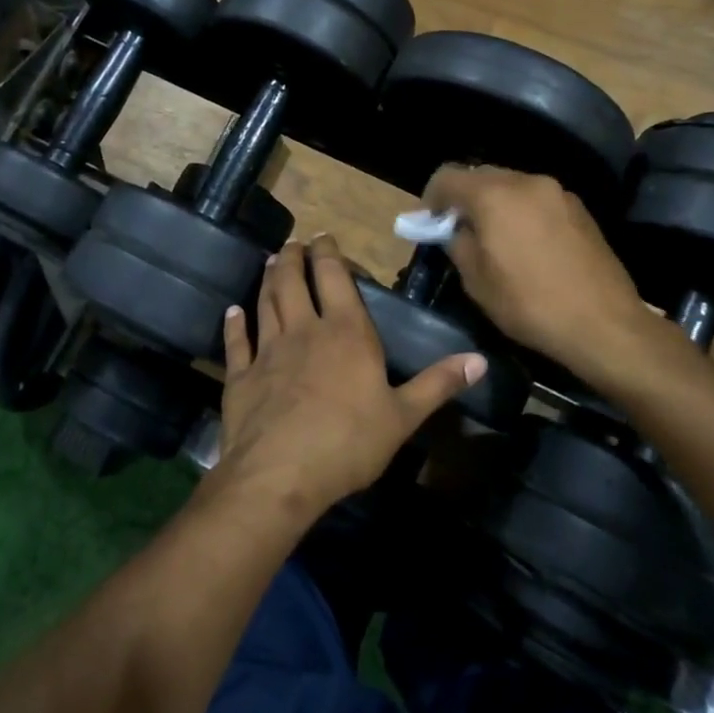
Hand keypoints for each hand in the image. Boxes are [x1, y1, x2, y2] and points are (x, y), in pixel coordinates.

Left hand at [214, 237, 485, 516]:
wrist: (280, 475)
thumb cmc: (349, 443)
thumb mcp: (403, 416)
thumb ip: (438, 384)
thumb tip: (480, 360)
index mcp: (346, 333)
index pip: (335, 278)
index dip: (329, 254)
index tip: (324, 237)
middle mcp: (304, 330)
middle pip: (295, 282)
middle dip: (295, 258)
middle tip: (294, 243)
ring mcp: (267, 351)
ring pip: (266, 303)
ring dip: (269, 280)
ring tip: (273, 263)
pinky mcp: (241, 376)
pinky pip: (236, 343)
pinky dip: (235, 324)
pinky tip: (233, 312)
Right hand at [422, 165, 659, 387]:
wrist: (603, 323)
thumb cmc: (529, 304)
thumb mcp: (476, 281)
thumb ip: (457, 243)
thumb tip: (454, 229)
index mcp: (494, 195)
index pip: (447, 175)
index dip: (431, 197)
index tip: (430, 223)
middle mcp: (526, 181)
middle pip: (482, 175)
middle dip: (465, 198)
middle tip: (460, 232)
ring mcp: (558, 192)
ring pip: (512, 186)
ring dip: (496, 204)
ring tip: (496, 240)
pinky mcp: (580, 208)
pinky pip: (538, 199)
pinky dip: (523, 212)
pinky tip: (528, 246)